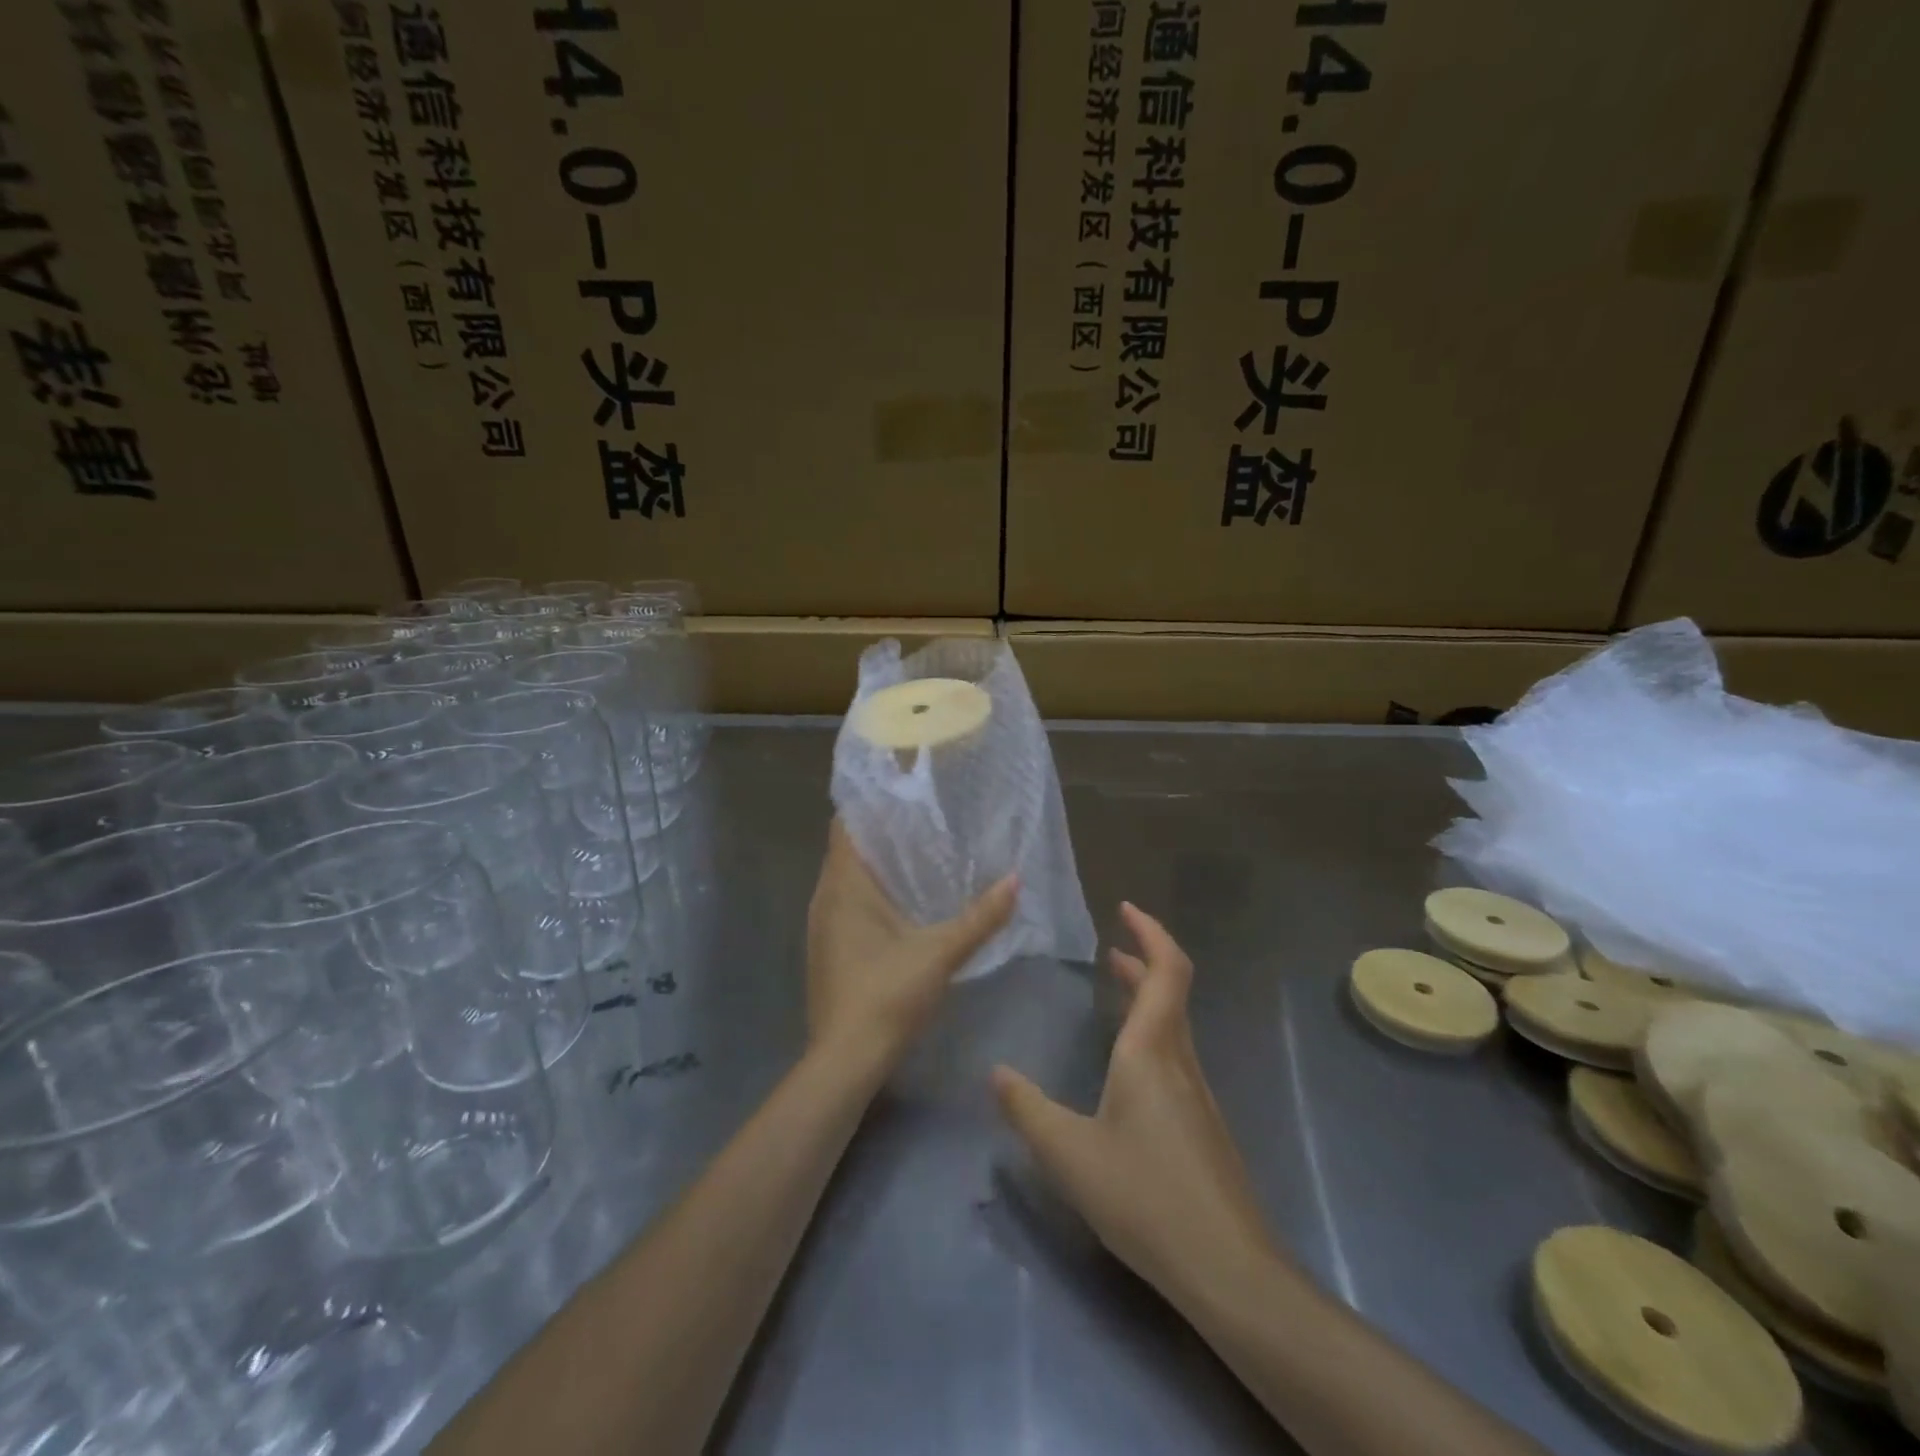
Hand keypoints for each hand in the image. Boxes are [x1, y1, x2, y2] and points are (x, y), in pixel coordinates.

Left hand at [806, 819, 1017, 1074]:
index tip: (903, 790)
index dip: (870, 804)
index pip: (845, 825)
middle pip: (848, 850)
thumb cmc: (887, 995)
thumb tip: (1016, 880)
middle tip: (924, 818)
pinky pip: (846, 906)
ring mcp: (821, 927)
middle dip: (881, 833)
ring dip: (876, 866)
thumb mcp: (941, 953)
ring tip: (917, 853)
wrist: (845, 1061)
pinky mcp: (827, 951)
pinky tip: (901, 904)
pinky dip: (870, 895)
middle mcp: (824, 899)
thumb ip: (980, 917)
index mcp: (843, 886)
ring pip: (847, 881)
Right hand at [993, 903, 1274, 1305]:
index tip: (1125, 909)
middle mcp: (1181, 1062)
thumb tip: (995, 1072)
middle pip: (1172, 991)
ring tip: (1116, 991)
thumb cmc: (1145, 1197)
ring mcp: (1198, 1095)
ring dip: (1148, 997)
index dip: (1150, 932)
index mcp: (1152, 1051)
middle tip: (1111, 950)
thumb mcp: (1069, 1153)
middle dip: (1143, 960)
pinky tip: (1128, 1070)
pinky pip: (1177, 1056)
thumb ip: (1027, 1109)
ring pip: (1175, 1025)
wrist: (1229, 1270)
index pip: (1166, 970)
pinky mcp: (1204, 1127)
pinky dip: (1152, 1034)